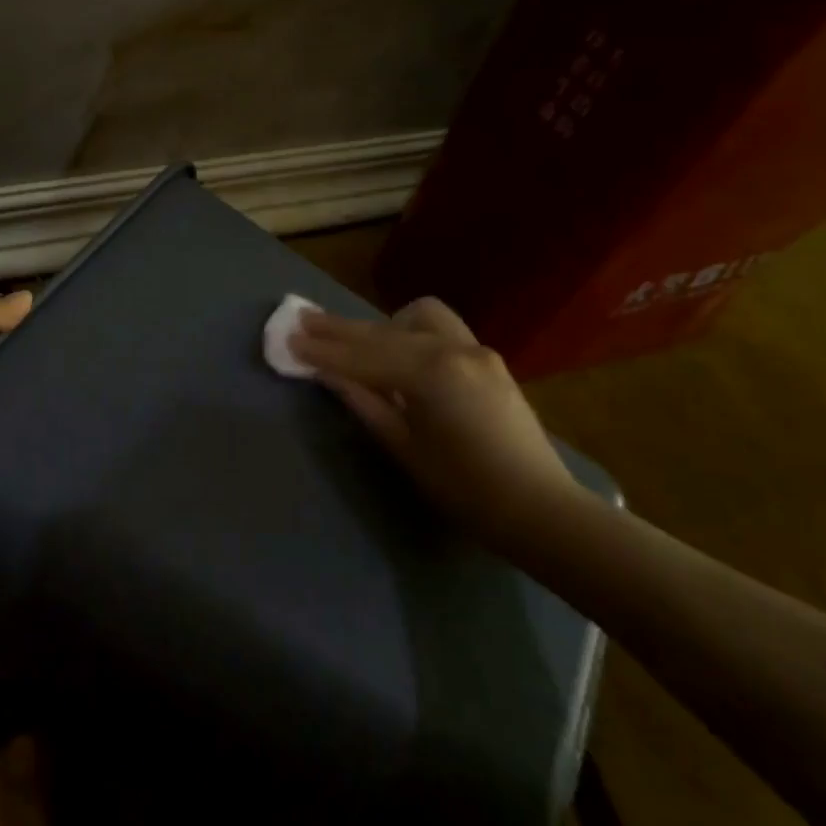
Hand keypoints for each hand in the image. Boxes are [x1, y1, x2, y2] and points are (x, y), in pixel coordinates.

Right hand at [289, 297, 576, 524]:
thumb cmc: (463, 487)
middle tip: (303, 321)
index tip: (288, 339)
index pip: (362, 356)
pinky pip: (439, 331)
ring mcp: (476, 349)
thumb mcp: (403, 447)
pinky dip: (409, 335)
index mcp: (430, 373)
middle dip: (341, 329)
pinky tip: (396, 355)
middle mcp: (454, 348)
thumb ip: (364, 402)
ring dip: (382, 326)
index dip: (322, 350)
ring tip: (356, 342)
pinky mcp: (487, 359)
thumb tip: (327, 374)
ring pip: (417, 318)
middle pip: (383, 331)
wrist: (537, 507)